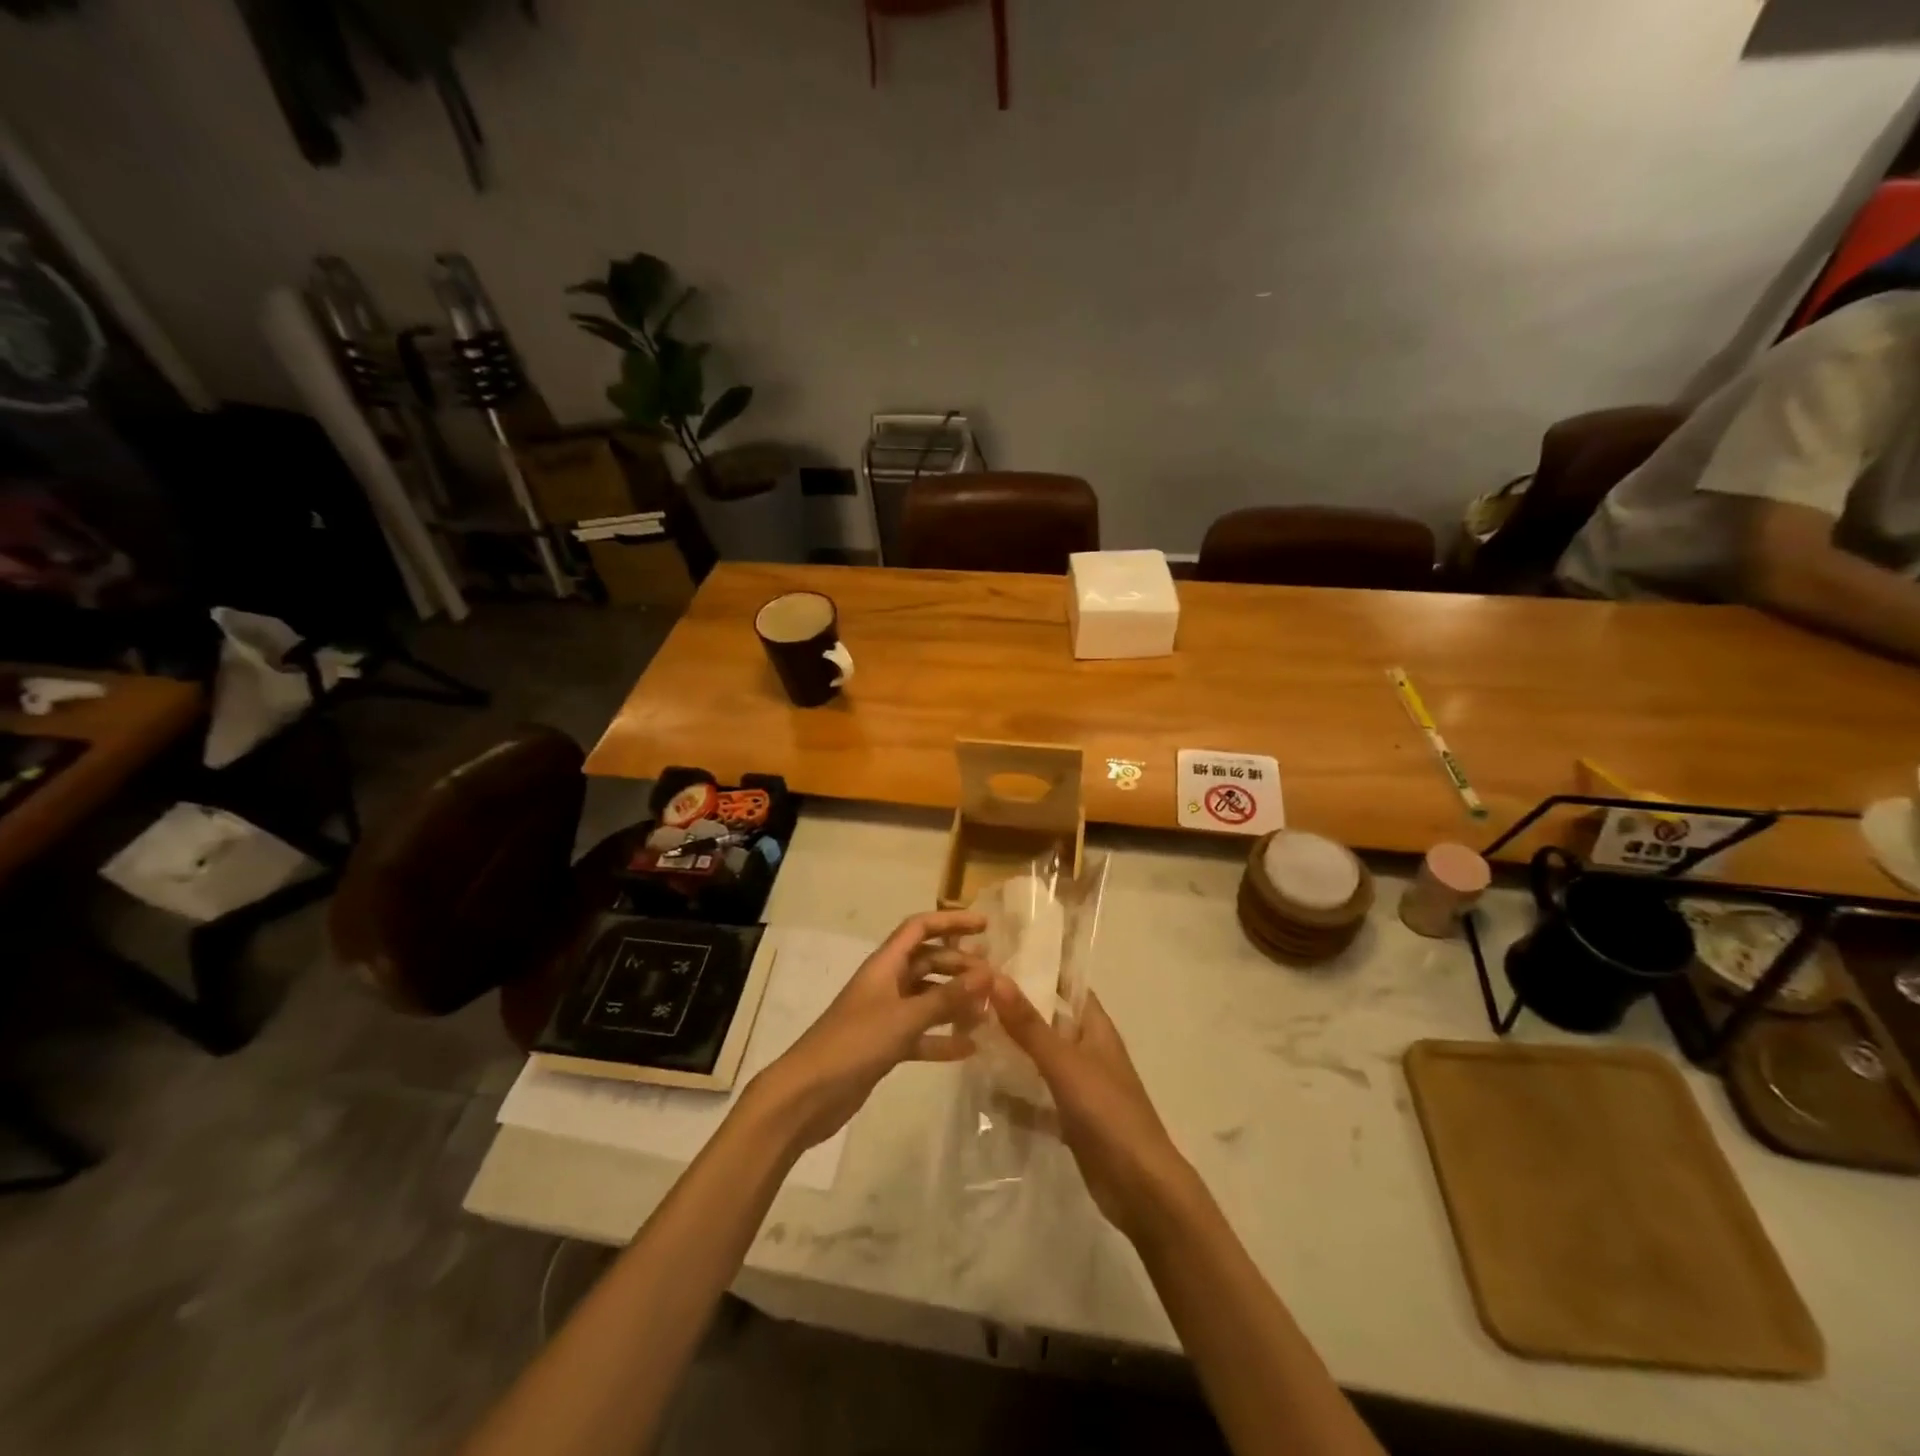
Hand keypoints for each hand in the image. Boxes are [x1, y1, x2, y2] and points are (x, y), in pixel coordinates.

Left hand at [750, 911, 991, 1151]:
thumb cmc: (854, 1044)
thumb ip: (947, 997)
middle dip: (960, 966)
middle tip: (994, 979)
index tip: (985, 926)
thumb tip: (988, 973)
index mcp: (885, 965)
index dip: (951, 922)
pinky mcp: (885, 1045)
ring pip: (928, 998)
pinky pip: (921, 1033)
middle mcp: (886, 983)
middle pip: (928, 962)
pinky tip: (969, 1048)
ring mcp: (885, 1015)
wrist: (808, 1095)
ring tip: (988, 1011)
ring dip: (955, 1002)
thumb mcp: (905, 1018)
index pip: (920, 928)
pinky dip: (943, 1038)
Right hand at [989, 976, 1195, 1243]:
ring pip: (1041, 1059)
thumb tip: (996, 977)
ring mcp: (1080, 1087)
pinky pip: (1037, 1100)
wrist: (1140, 1188)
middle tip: (971, 992)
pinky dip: (1015, 1096)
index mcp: (1096, 1028)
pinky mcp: (1070, 1120)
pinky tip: (983, 1090)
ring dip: (1013, 1050)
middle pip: (1049, 1021)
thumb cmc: (1108, 1112)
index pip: (1068, 985)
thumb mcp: (1065, 1063)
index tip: (1002, 952)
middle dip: (1016, 1008)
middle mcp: (1088, 1051)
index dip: (1041, 967)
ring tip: (968, 1033)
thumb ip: (1030, 1025)